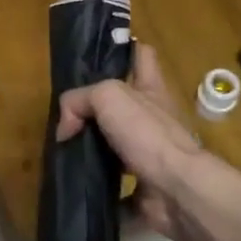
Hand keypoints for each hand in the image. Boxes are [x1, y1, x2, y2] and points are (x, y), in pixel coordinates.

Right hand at [55, 44, 210, 240]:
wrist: (176, 189)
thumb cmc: (147, 132)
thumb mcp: (107, 97)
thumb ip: (78, 101)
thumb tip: (65, 129)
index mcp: (150, 88)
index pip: (141, 55)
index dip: (125, 49)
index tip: (100, 57)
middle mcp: (154, 118)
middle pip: (125, 103)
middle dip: (99, 108)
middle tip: (68, 115)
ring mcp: (151, 154)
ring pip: (117, 145)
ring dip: (94, 149)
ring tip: (64, 152)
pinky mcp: (145, 187)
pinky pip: (117, 189)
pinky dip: (99, 190)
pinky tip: (76, 189)